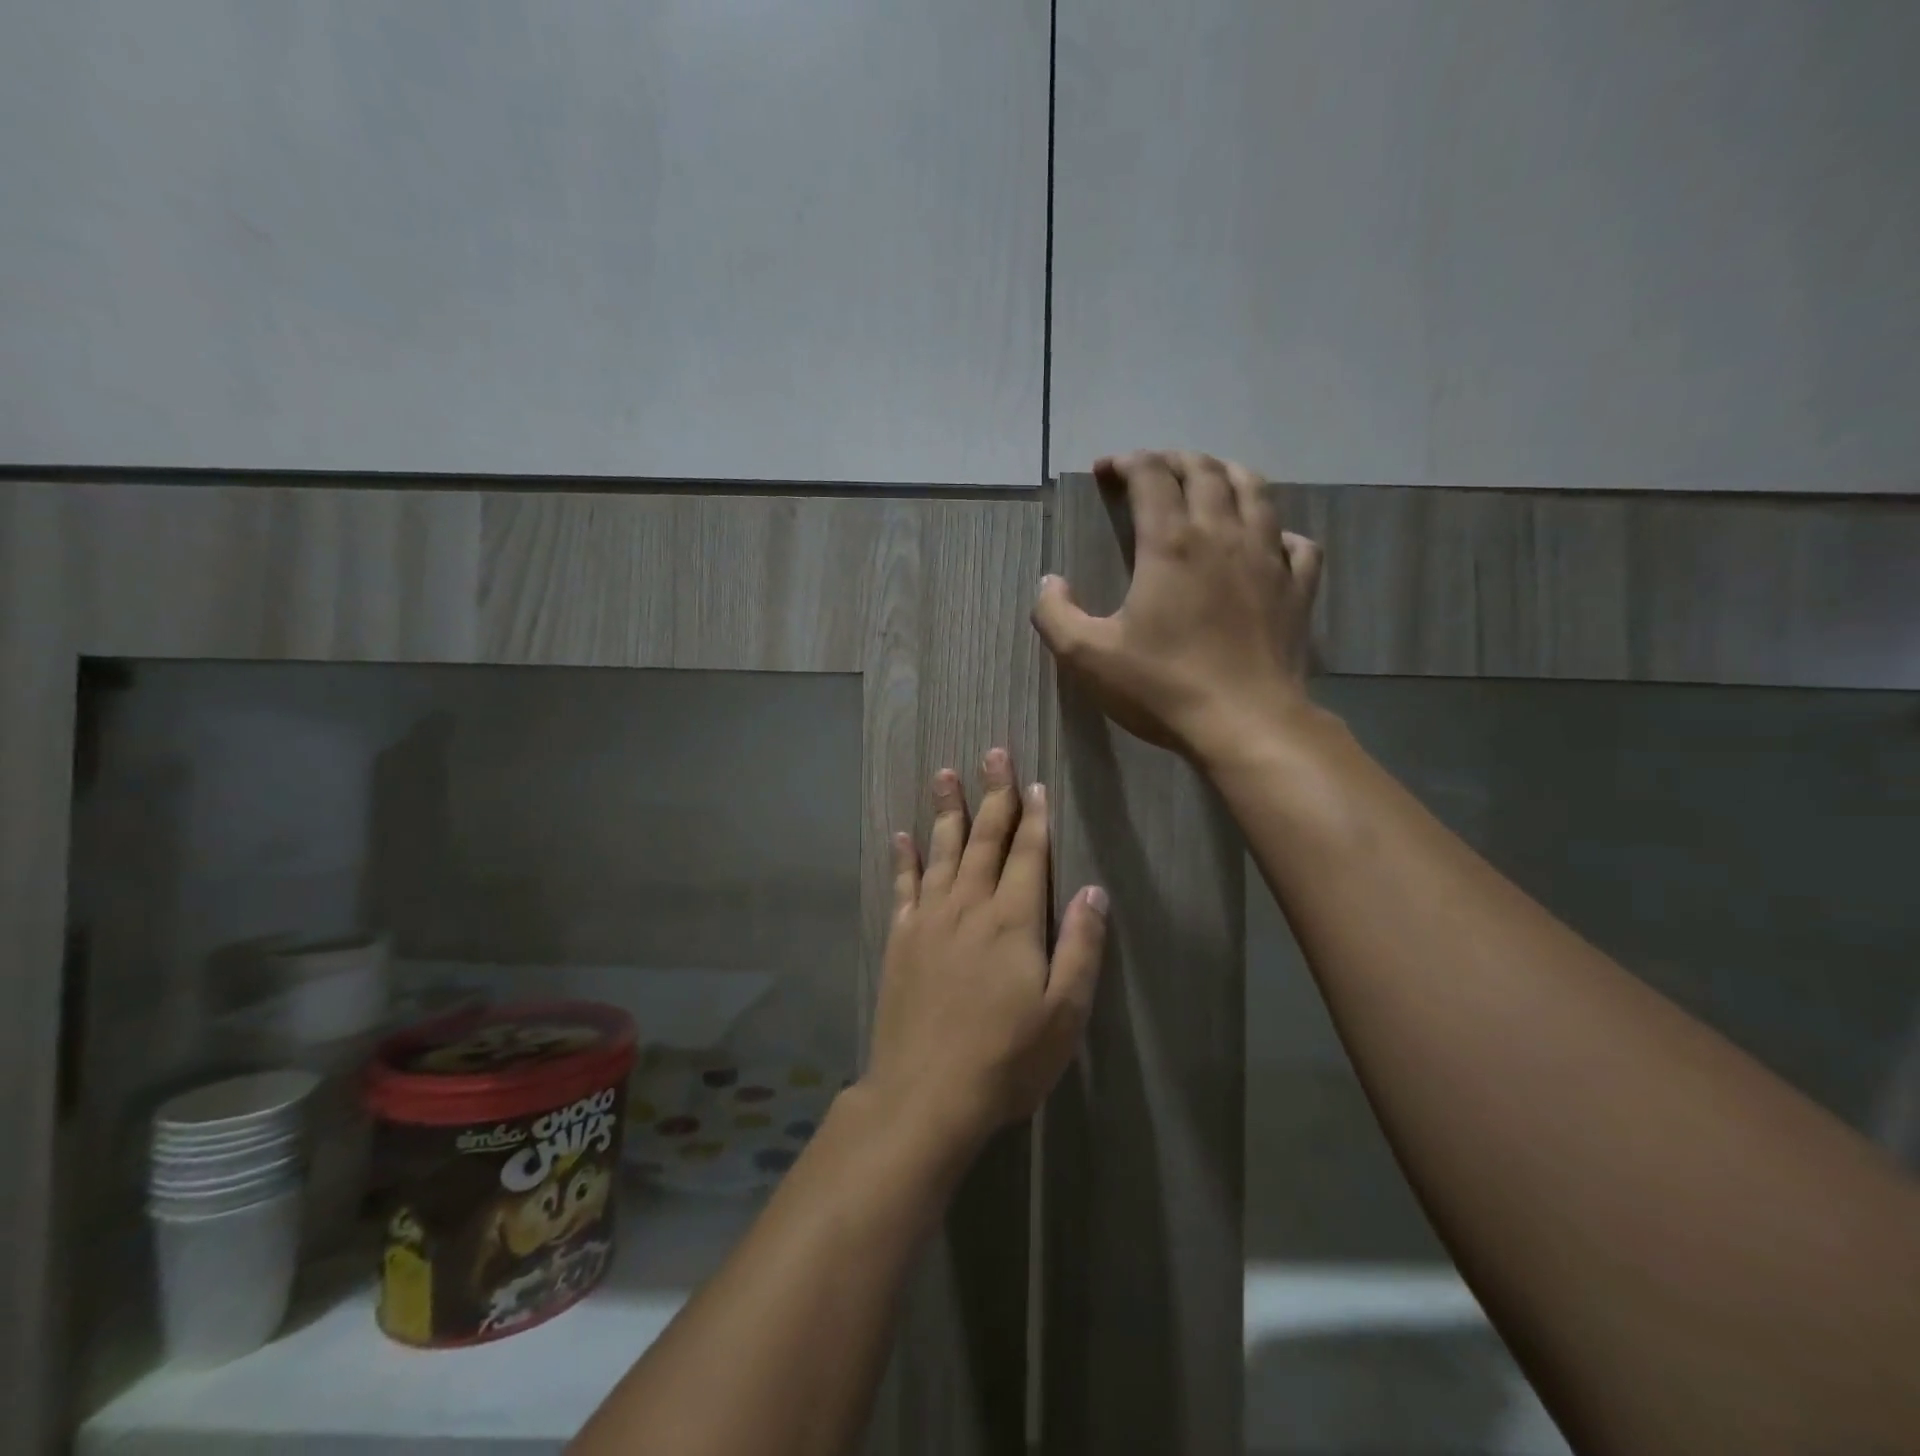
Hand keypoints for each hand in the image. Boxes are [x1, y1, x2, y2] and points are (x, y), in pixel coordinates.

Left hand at [864, 750, 1107, 1150]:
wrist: (926, 1095)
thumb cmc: (1007, 1059)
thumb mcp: (1064, 1013)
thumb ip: (1079, 946)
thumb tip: (1093, 890)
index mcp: (1013, 921)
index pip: (1027, 854)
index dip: (1033, 817)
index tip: (1033, 783)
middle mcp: (969, 906)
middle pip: (984, 839)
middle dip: (993, 795)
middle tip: (993, 752)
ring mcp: (929, 920)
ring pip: (942, 851)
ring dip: (947, 810)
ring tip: (946, 773)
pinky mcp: (900, 939)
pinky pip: (903, 886)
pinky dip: (905, 857)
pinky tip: (903, 834)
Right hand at [1031, 450, 1322, 760]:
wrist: (1246, 724)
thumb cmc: (1162, 687)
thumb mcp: (1086, 656)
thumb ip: (1055, 614)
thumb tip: (1050, 582)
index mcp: (1171, 543)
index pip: (1151, 476)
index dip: (1127, 463)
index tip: (1105, 470)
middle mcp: (1224, 535)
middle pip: (1205, 471)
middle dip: (1175, 460)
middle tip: (1152, 469)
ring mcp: (1269, 559)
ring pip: (1256, 491)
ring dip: (1227, 474)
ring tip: (1210, 479)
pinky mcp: (1298, 588)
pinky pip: (1297, 542)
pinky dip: (1278, 531)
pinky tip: (1267, 541)